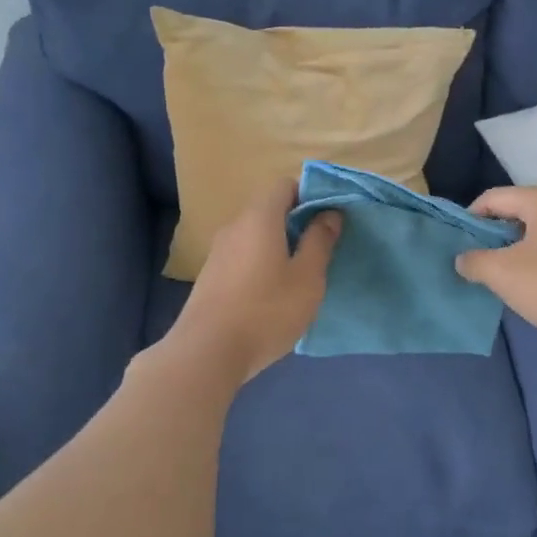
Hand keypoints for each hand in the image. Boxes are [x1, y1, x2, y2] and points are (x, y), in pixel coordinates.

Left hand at [170, 177, 341, 380]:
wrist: (207, 352)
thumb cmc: (266, 311)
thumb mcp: (307, 278)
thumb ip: (320, 241)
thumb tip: (329, 214)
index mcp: (259, 218)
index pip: (284, 185)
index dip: (309, 195)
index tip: (329, 219)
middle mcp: (235, 226)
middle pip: (269, 209)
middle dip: (297, 222)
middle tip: (321, 249)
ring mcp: (218, 252)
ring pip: (255, 235)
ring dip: (279, 245)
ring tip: (301, 274)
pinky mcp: (211, 277)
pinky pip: (243, 256)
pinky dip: (262, 263)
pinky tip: (273, 294)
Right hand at [454, 185, 536, 350]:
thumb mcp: (503, 274)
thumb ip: (474, 261)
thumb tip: (463, 259)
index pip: (494, 198)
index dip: (470, 219)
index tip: (458, 245)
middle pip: (519, 211)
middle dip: (495, 235)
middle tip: (478, 262)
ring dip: (519, 249)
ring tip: (505, 276)